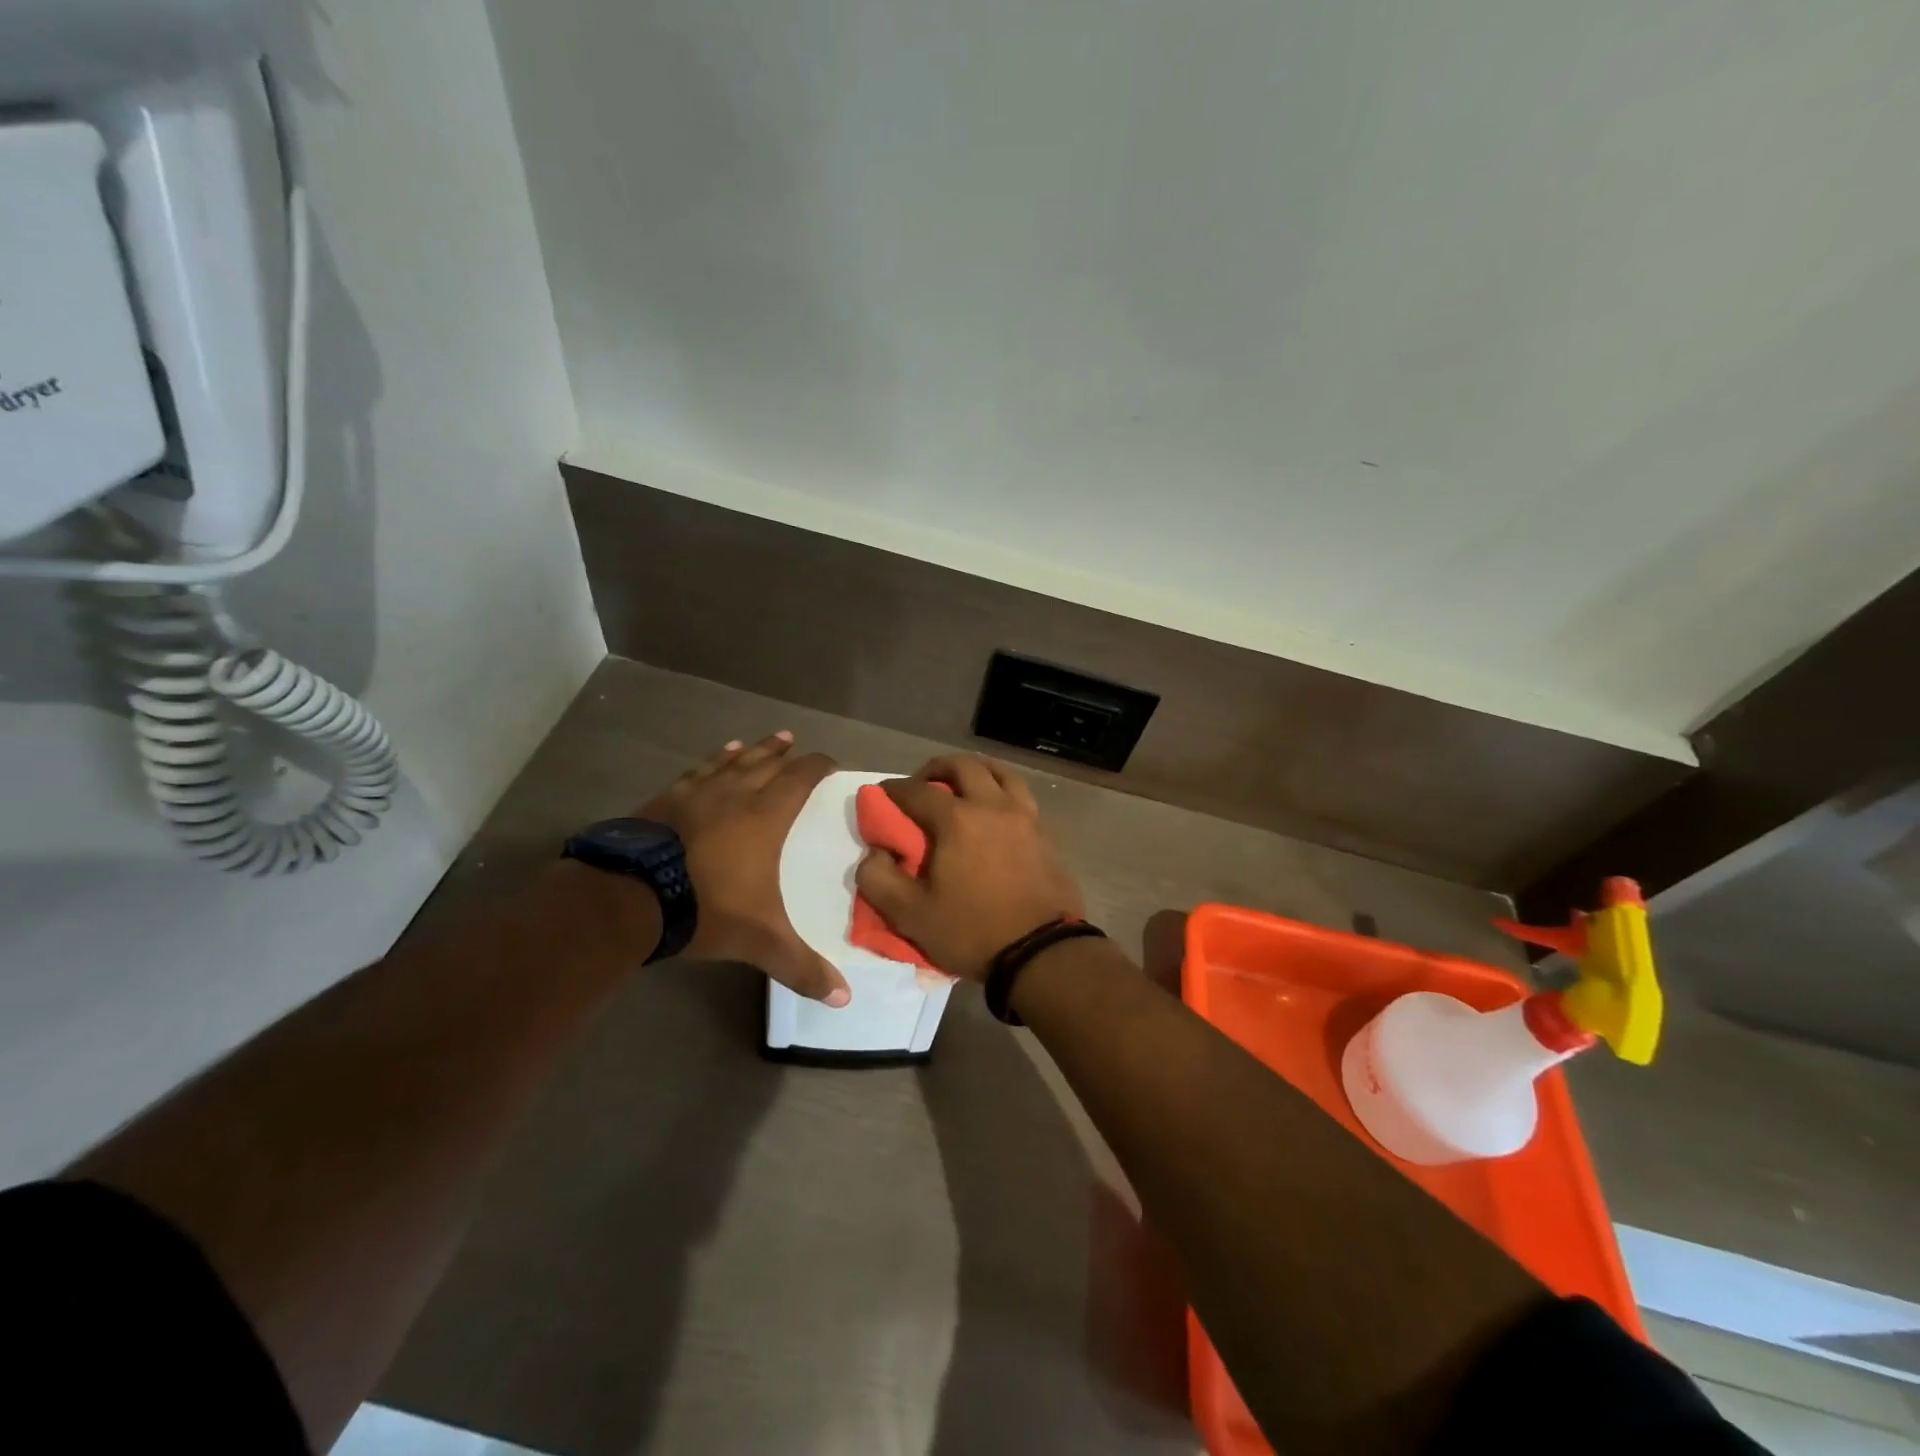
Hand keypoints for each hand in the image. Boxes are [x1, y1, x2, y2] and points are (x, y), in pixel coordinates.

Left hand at [640, 733, 851, 1005]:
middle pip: (764, 763)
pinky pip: (695, 773)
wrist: (630, 898)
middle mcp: (733, 795)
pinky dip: (710, 764)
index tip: (829, 762)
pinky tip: (711, 762)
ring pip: (729, 763)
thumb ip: (801, 966)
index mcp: (764, 816)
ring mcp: (695, 794)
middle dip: (782, 753)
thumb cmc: (707, 907)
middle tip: (793, 741)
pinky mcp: (663, 801)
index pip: (799, 780)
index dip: (816, 767)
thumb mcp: (760, 940)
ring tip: (758, 742)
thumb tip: (844, 999)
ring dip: (748, 751)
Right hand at [855, 754, 1084, 982]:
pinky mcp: (1044, 833)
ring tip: (961, 787)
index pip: (917, 790)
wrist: (1041, 953)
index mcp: (957, 820)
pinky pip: (1020, 794)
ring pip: (1000, 772)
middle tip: (922, 785)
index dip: (893, 790)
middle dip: (936, 768)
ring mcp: (1024, 816)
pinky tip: (994, 810)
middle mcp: (992, 806)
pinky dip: (1001, 789)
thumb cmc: (971, 931)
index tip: (881, 796)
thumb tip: (875, 852)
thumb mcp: (910, 915)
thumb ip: (878, 879)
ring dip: (975, 771)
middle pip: (963, 765)